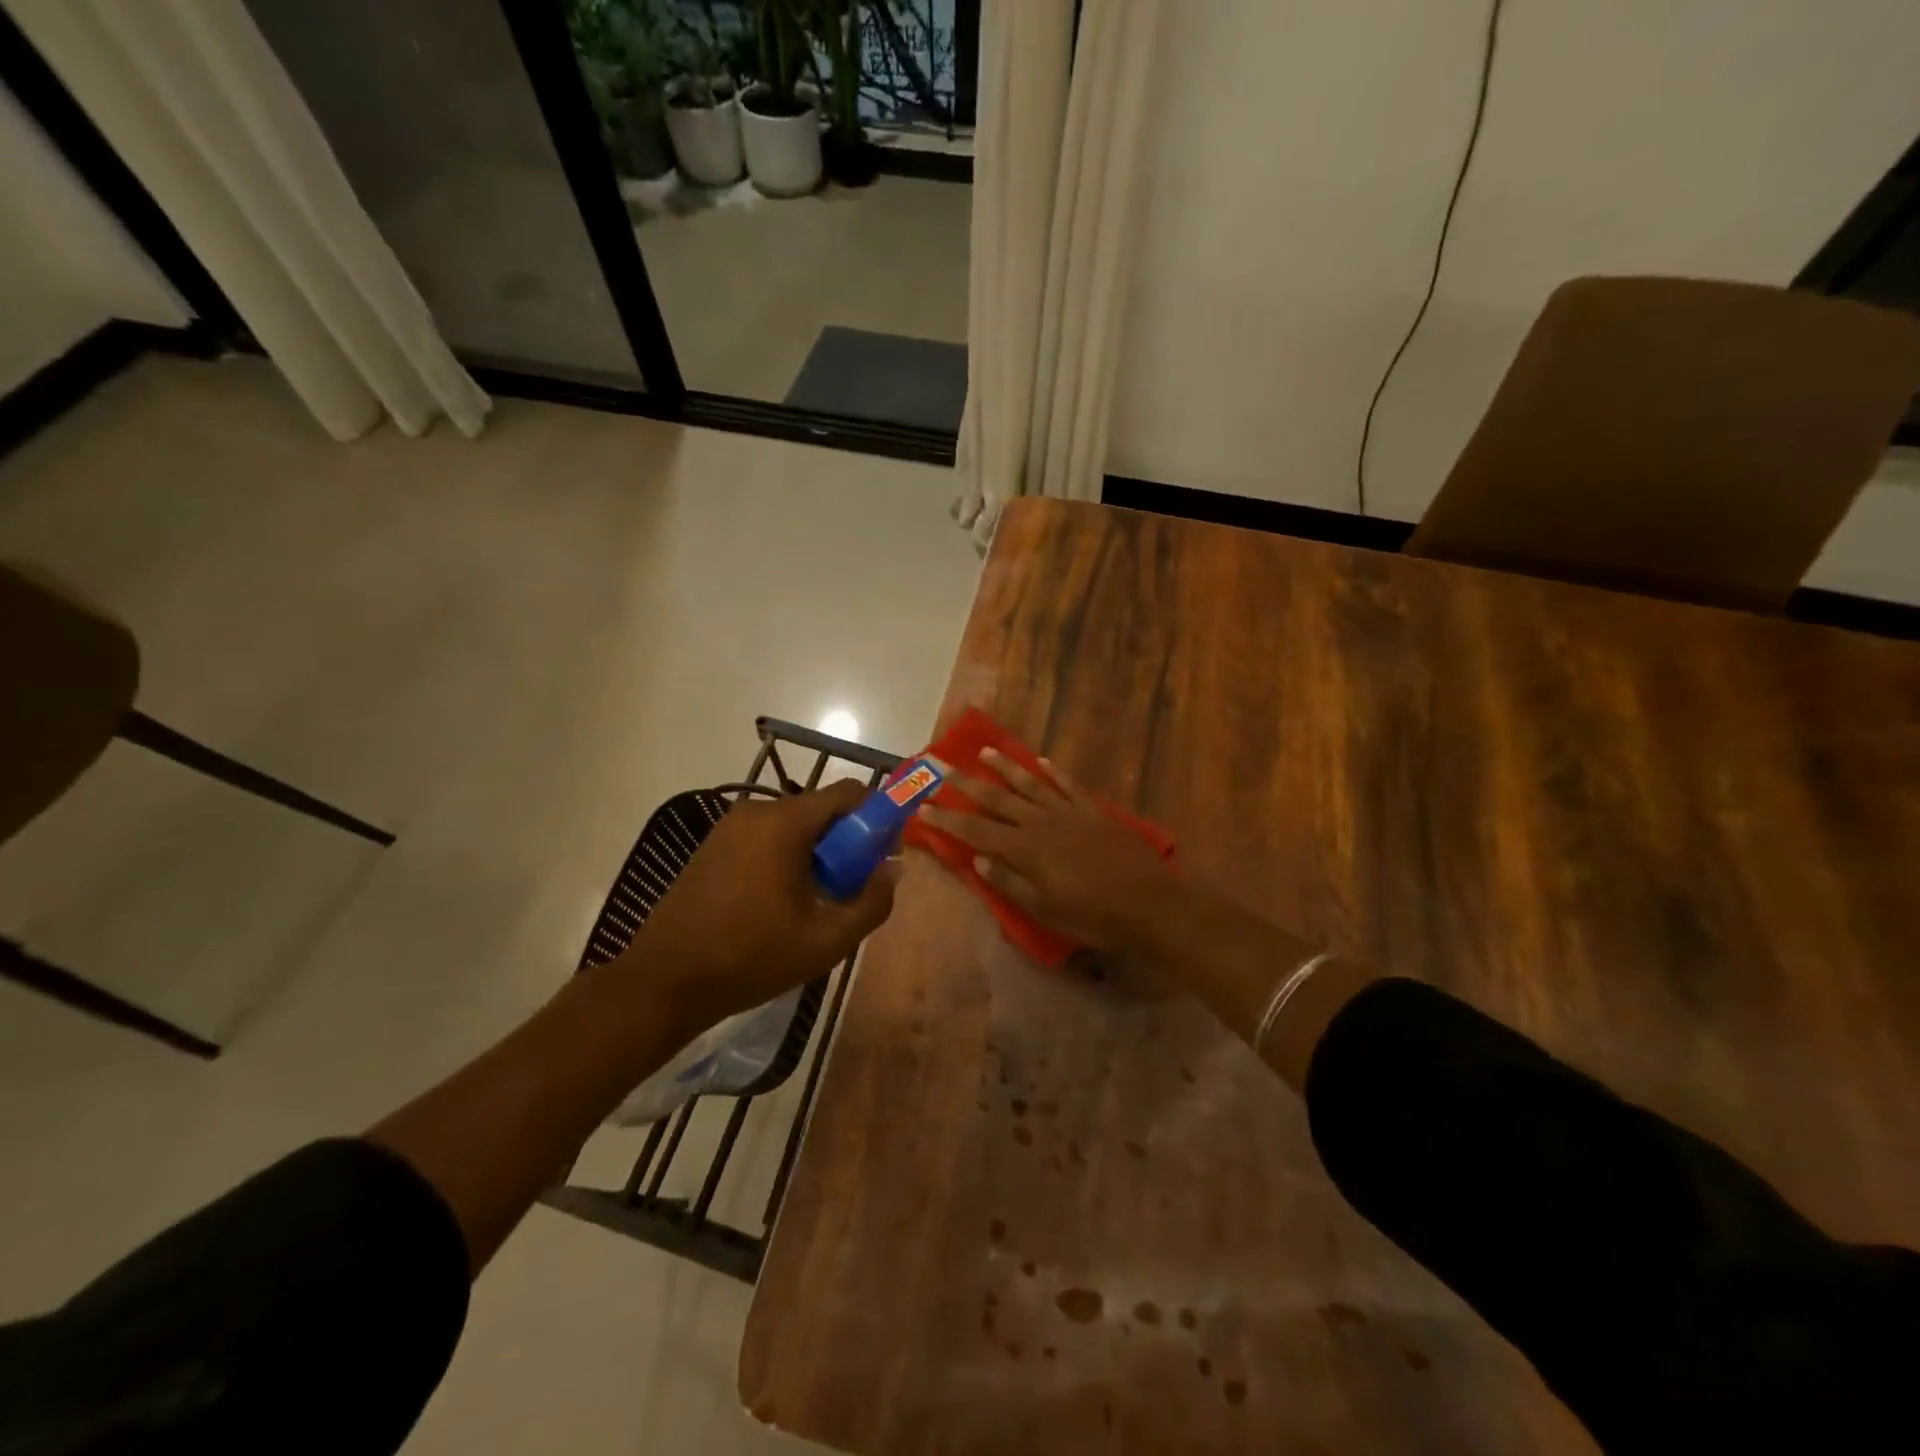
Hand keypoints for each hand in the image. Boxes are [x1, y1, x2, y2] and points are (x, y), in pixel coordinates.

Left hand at [628, 780, 898, 1028]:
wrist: (664, 981)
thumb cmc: (751, 957)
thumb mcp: (826, 940)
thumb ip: (872, 902)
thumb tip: (893, 870)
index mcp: (785, 822)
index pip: (849, 793)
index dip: (877, 817)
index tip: (884, 854)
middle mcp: (756, 811)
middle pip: (820, 809)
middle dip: (846, 841)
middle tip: (852, 886)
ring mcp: (729, 826)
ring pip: (793, 825)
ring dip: (816, 852)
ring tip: (817, 901)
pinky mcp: (712, 845)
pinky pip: (766, 837)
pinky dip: (786, 856)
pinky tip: (781, 901)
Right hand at [919, 749, 1177, 951]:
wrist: (1149, 903)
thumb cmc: (1093, 916)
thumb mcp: (1045, 910)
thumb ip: (1010, 883)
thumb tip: (978, 861)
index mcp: (1025, 850)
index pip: (975, 830)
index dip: (947, 818)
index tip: (923, 806)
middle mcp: (1041, 823)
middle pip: (996, 799)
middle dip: (966, 783)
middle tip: (942, 765)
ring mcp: (1068, 812)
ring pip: (1030, 783)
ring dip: (1005, 767)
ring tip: (984, 751)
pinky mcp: (1093, 810)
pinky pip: (1068, 785)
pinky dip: (1053, 772)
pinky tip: (1042, 761)